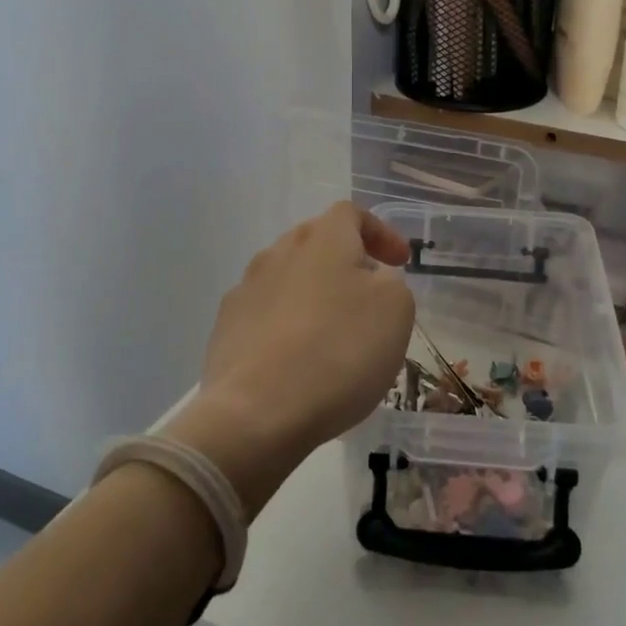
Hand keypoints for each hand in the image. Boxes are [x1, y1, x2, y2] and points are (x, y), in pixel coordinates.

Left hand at [167, 203, 415, 516]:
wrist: (257, 412)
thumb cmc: (340, 351)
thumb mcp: (396, 311)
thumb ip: (391, 283)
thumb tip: (371, 280)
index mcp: (323, 239)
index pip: (351, 213)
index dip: (380, 232)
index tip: (400, 262)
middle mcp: (279, 252)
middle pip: (315, 241)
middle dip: (345, 260)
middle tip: (368, 292)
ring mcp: (246, 289)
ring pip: (288, 276)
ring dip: (314, 293)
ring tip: (333, 330)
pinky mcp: (226, 328)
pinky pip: (265, 313)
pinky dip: (287, 325)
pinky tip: (298, 358)